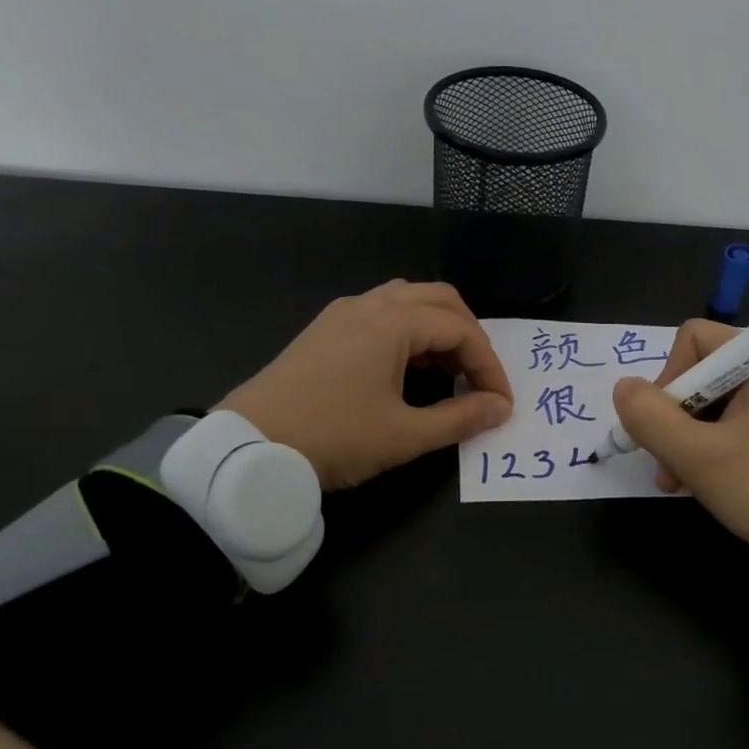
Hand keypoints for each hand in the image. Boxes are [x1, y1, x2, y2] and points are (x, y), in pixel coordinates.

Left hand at [219, 281, 513, 489]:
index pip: (461, 330)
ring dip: (439, 329)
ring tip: (449, 371)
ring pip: (409, 301)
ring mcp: (343, 313)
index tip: (501, 403)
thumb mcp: (404, 435)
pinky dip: (409, 332)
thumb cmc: (333, 437)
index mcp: (392, 322)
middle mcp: (370, 304)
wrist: (248, 447)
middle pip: (440, 300)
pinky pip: (382, 313)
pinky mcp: (325, 329)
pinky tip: (408, 368)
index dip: (489, 366)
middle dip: (470, 337)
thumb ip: (460, 418)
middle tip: (480, 379)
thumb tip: (499, 409)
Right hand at [613, 319, 748, 585]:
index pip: (692, 339)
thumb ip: (650, 418)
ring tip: (677, 481)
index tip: (667, 425)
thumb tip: (623, 388)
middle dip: (672, 418)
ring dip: (684, 439)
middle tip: (666, 463)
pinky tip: (699, 482)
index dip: (669, 378)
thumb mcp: (698, 456)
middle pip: (698, 372)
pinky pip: (730, 424)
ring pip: (709, 403)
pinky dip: (708, 448)